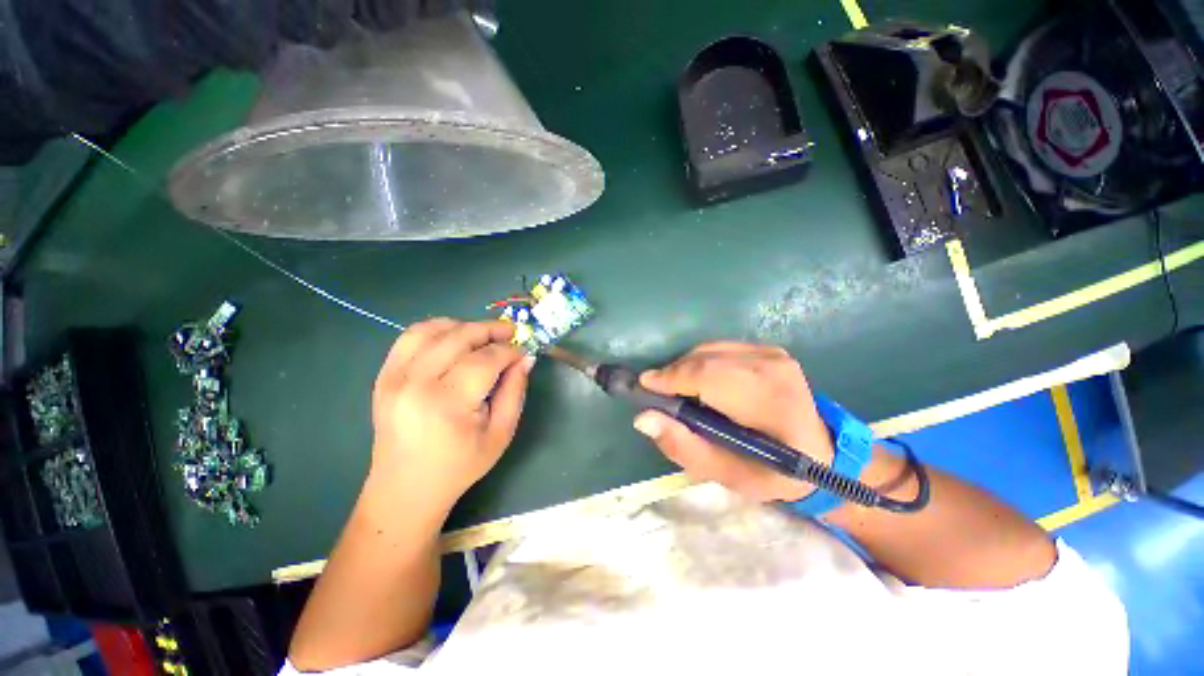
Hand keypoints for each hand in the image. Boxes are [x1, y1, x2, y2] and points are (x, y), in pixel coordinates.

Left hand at [370, 318, 533, 509]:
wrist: (406, 488)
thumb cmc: (460, 465)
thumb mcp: (501, 433)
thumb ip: (515, 390)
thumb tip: (526, 357)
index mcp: (447, 403)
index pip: (485, 359)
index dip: (509, 351)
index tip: (523, 352)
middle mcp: (416, 383)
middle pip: (460, 337)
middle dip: (491, 330)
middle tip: (510, 333)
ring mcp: (394, 376)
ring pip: (433, 329)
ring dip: (464, 325)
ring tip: (484, 335)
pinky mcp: (384, 375)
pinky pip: (410, 336)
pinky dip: (437, 329)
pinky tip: (454, 337)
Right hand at [635, 342, 833, 501]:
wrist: (822, 451)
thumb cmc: (773, 472)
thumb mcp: (726, 474)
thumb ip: (683, 446)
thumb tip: (643, 417)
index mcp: (770, 403)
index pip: (708, 377)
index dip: (671, 379)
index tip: (644, 387)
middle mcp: (772, 367)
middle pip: (704, 359)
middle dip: (674, 374)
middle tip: (659, 395)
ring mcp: (772, 353)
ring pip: (708, 350)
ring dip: (686, 369)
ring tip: (679, 392)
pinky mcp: (767, 349)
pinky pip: (719, 349)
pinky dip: (701, 363)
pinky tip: (701, 383)